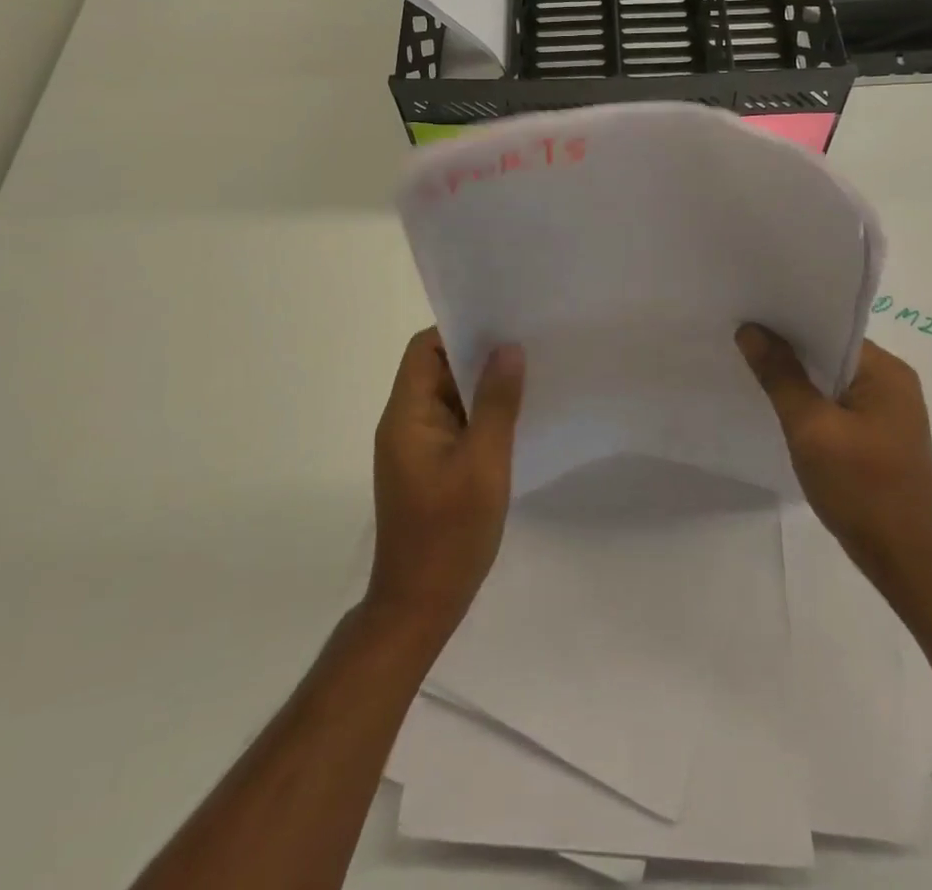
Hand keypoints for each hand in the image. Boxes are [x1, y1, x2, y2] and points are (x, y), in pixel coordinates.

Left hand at [366, 329, 523, 641]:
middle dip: (477, 356)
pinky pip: (453, 424)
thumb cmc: (450, 534)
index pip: (424, 349)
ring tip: (528, 375)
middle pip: (436, 369)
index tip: (501, 324)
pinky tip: (514, 418)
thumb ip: (497, 404)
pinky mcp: (428, 467)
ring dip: (481, 387)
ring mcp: (415, 447)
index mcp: (406, 415)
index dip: (459, 331)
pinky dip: (479, 415)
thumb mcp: (483, 464)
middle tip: (525, 345)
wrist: (419, 607)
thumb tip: (508, 348)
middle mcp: (404, 423)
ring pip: (448, 397)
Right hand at [737, 326, 931, 598]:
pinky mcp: (881, 436)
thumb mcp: (811, 429)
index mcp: (886, 372)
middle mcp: (894, 383)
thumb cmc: (861, 489)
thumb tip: (751, 330)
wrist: (905, 561)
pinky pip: (839, 404)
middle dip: (790, 350)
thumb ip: (780, 377)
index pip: (831, 329)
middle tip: (742, 340)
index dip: (790, 324)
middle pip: (831, 353)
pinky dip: (812, 403)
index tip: (750, 316)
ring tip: (754, 369)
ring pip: (833, 381)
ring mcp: (890, 411)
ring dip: (799, 379)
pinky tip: (783, 408)